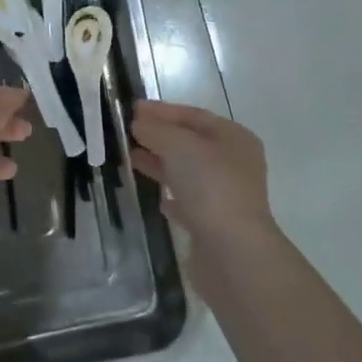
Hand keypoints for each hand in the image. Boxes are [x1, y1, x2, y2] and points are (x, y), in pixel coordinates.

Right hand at [129, 101, 276, 257]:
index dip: (162, 110)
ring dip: (160, 164)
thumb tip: (138, 124)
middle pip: (190, 142)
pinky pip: (188, 202)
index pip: (193, 115)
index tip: (132, 108)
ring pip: (187, 172)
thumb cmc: (210, 186)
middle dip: (159, 136)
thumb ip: (156, 130)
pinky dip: (170, 195)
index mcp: (234, 138)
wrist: (233, 253)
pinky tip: (154, 197)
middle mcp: (234, 164)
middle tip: (127, 132)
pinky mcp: (215, 224)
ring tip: (130, 159)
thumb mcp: (178, 145)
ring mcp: (226, 195)